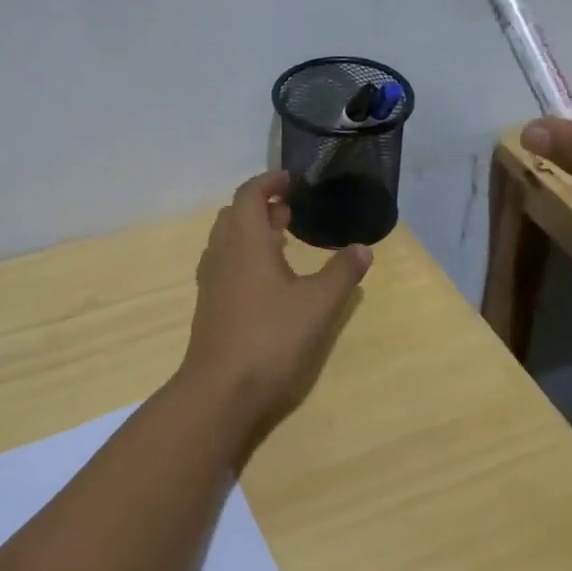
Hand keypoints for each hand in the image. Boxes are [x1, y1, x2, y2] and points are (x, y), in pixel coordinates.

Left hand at [177, 172, 371, 436]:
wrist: (221, 391)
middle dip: (261, 205)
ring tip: (282, 238)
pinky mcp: (209, 304)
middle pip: (235, 214)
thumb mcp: (318, 304)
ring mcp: (211, 280)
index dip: (269, 182)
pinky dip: (244, 255)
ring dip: (251, 230)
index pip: (250, 194)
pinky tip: (266, 278)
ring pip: (227, 239)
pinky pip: (224, 263)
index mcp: (245, 240)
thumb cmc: (271, 338)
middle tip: (291, 210)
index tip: (292, 180)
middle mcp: (222, 252)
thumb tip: (362, 248)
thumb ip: (341, 273)